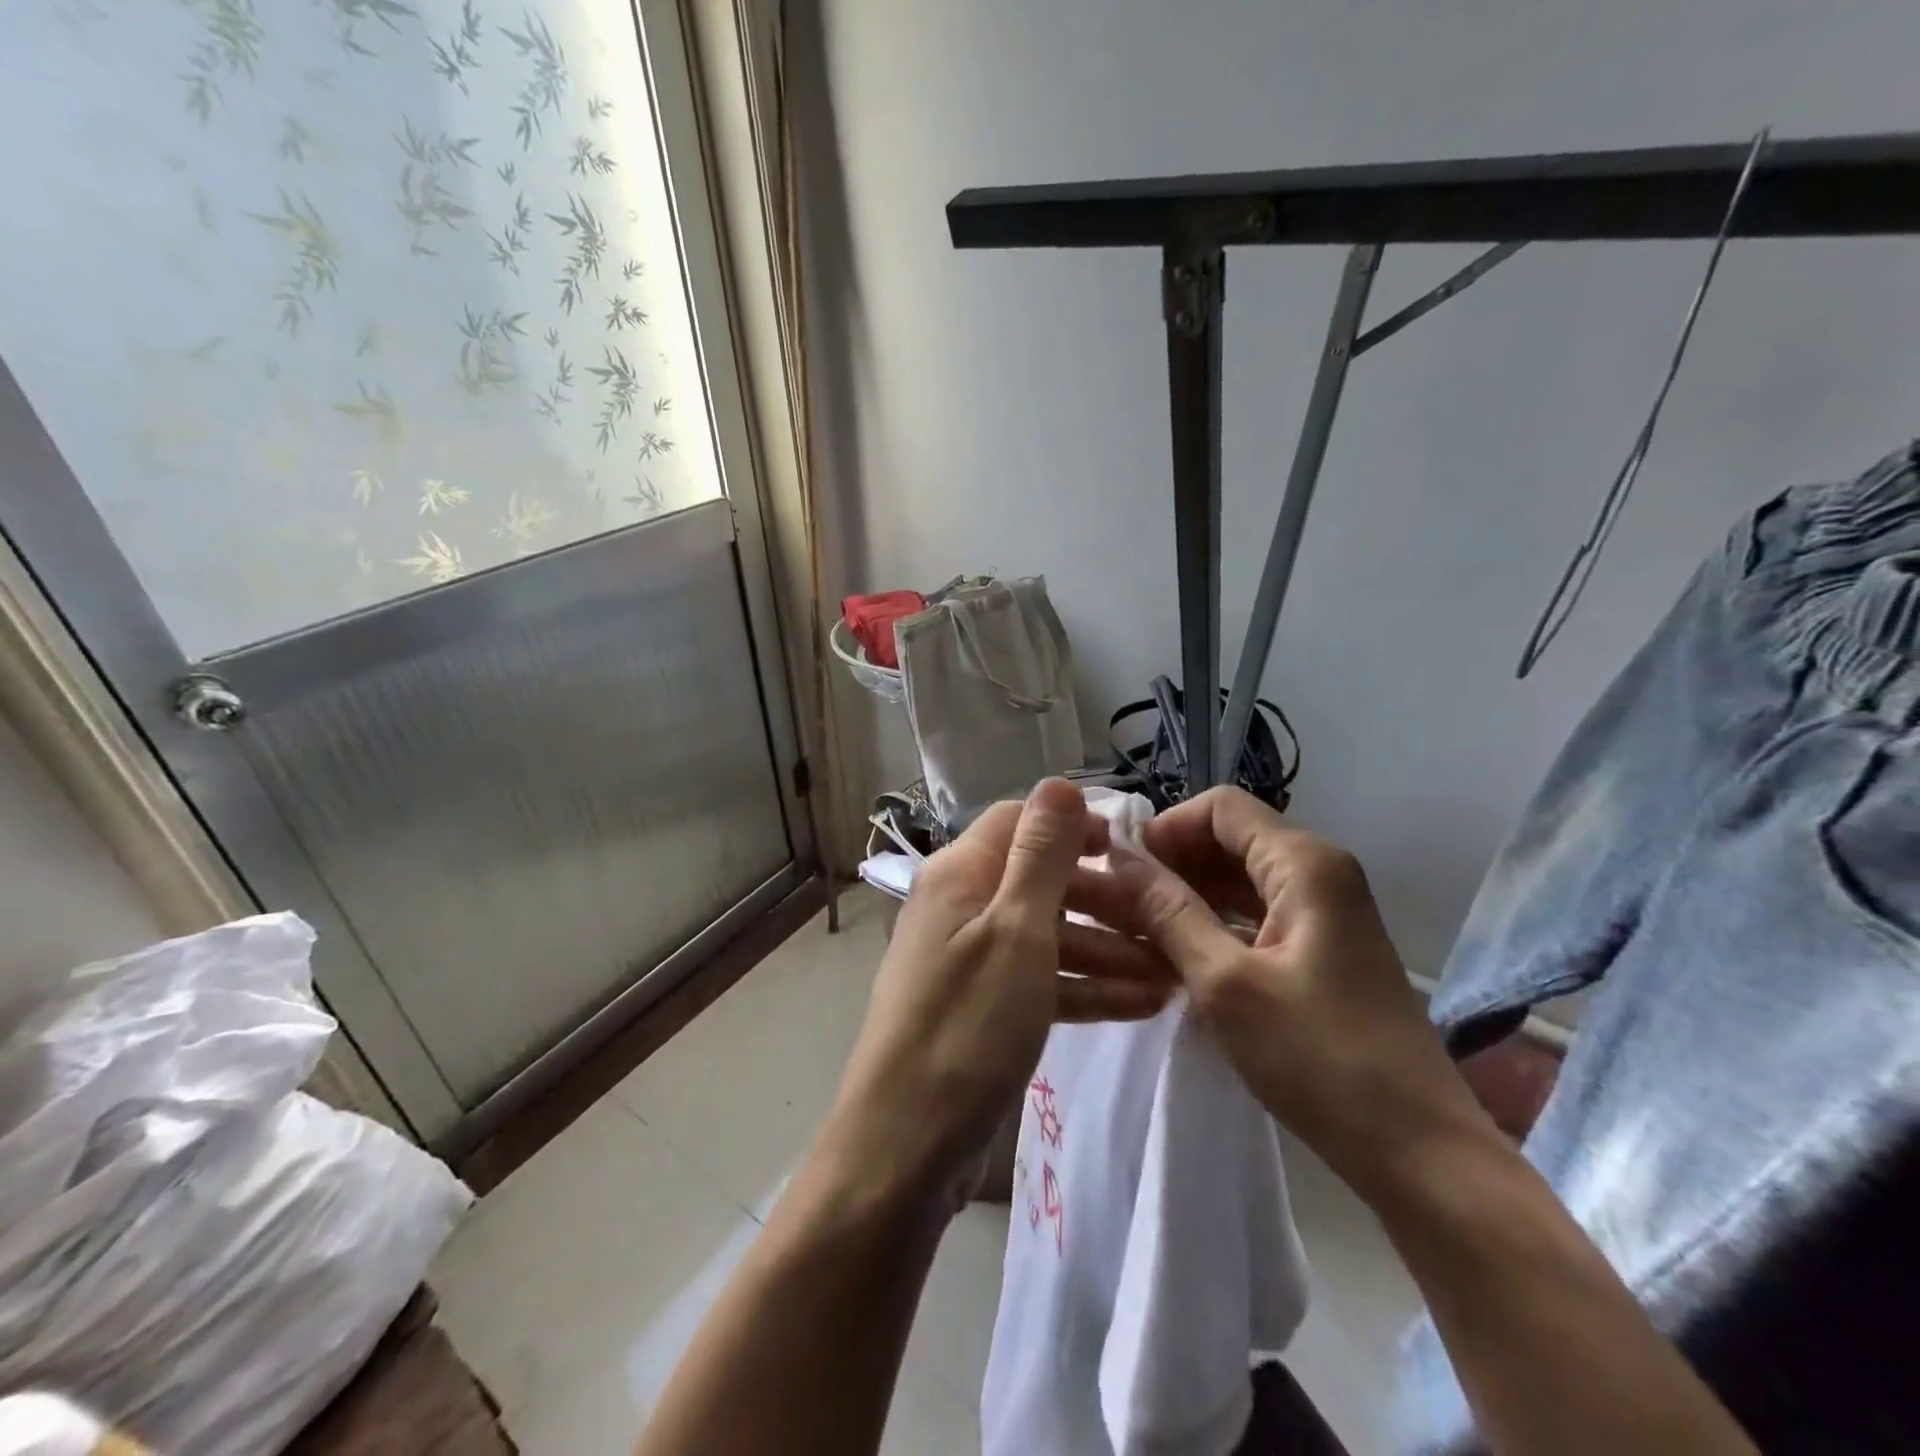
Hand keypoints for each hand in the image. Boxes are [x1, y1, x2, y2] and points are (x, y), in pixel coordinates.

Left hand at [820, 779, 1175, 1213]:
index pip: (1019, 822)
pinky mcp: (978, 1007)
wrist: (905, 1145)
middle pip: (1038, 881)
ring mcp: (966, 959)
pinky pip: (1036, 980)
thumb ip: (1041, 854)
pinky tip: (1139, 1004)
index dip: (1074, 829)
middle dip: (1102, 899)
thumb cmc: (968, 1025)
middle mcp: (958, 906)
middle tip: (1163, 923)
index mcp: (959, 873)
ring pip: (1044, 936)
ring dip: (1103, 950)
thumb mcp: (1016, 930)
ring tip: (1168, 975)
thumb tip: (1059, 782)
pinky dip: (1082, 987)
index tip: (1131, 851)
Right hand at [1083, 787, 1492, 1189]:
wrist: (1417, 1151)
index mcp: (1305, 863)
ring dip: (1190, 896)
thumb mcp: (1225, 983)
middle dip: (1174, 864)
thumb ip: (1169, 912)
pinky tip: (1183, 956)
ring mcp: (1326, 911)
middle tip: (1125, 907)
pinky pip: (1258, 913)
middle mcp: (1320, 872)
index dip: (1167, 828)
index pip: (1220, 807)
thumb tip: (1121, 858)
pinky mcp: (1324, 947)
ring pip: (1241, 878)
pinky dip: (1217, 923)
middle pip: (1231, 838)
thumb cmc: (1319, 1059)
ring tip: (1142, 933)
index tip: (1126, 872)